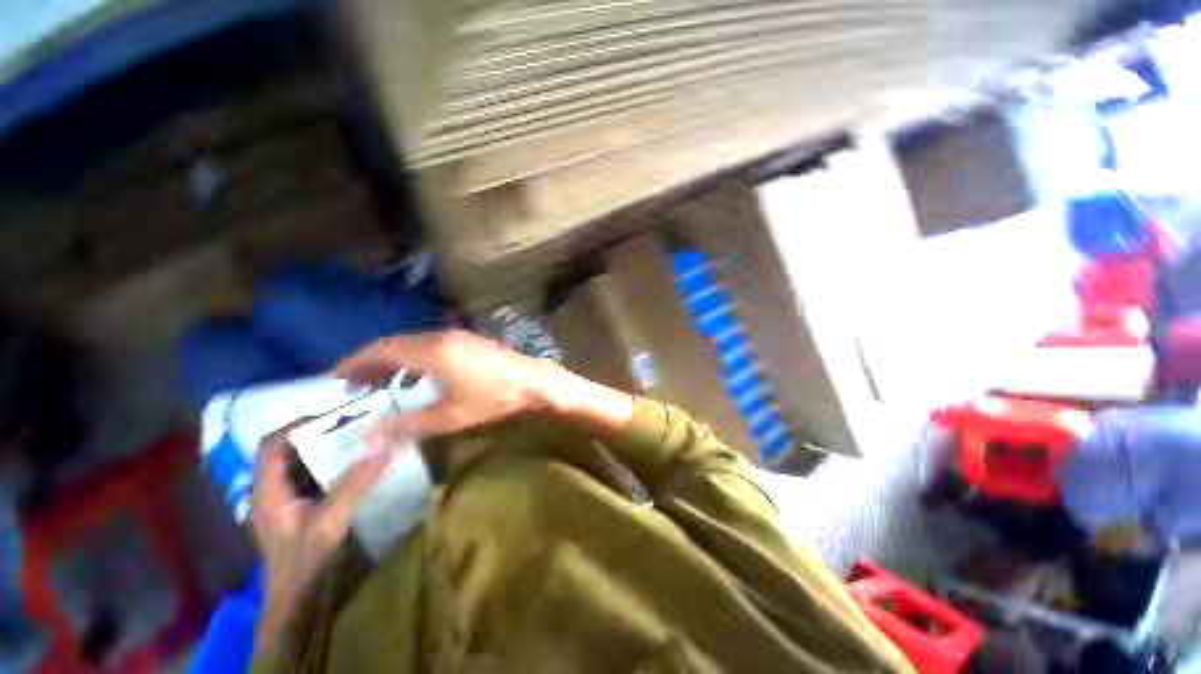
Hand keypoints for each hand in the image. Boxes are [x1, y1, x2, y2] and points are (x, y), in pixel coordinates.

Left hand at [250, 427, 390, 655]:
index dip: (296, 427)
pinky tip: (356, 466)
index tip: (333, 418)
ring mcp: (287, 502)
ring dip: (328, 451)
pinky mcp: (301, 510)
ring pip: (303, 465)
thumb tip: (384, 448)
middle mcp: (273, 492)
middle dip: (319, 435)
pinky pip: (315, 479)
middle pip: (288, 453)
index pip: (271, 447)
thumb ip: (355, 485)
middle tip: (354, 426)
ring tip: (359, 440)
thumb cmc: (304, 563)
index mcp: (268, 492)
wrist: (297, 601)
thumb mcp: (330, 523)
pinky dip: (334, 467)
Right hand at [334, 330, 557, 440]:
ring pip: (413, 344)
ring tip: (380, 384)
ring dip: (393, 361)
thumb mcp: (451, 416)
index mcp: (431, 352)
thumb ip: (408, 424)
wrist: (533, 380)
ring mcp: (457, 336)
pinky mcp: (468, 341)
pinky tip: (416, 379)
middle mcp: (440, 337)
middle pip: (395, 344)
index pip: (382, 351)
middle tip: (352, 385)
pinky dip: (415, 359)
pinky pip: (431, 346)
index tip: (335, 379)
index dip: (355, 363)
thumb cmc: (494, 397)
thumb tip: (370, 434)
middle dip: (370, 362)